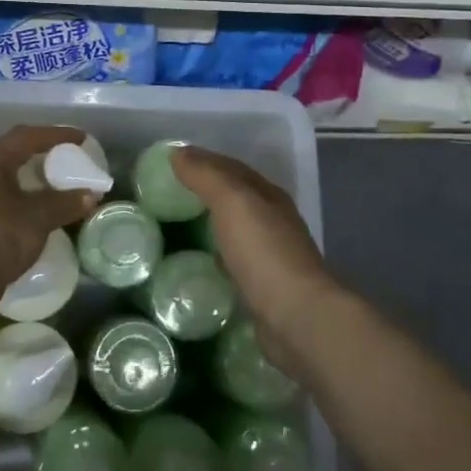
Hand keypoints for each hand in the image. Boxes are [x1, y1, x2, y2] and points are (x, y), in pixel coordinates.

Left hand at [0, 125, 98, 290]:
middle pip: (12, 153)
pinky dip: (19, 196)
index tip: (80, 139)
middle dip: (40, 152)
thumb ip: (66, 202)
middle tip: (65, 157)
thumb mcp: (39, 217)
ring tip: (52, 184)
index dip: (56, 134)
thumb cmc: (0, 236)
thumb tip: (91, 195)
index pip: (26, 137)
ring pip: (3, 177)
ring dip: (28, 177)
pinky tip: (32, 210)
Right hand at [170, 146, 337, 354]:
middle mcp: (275, 221)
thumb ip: (206, 176)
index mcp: (269, 196)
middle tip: (172, 190)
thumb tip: (178, 153)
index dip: (205, 160)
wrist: (298, 317)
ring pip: (238, 228)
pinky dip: (220, 253)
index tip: (174, 160)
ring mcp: (273, 255)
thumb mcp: (233, 203)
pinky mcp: (266, 287)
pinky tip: (205, 261)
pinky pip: (237, 260)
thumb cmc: (264, 253)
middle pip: (238, 196)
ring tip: (182, 222)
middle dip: (209, 189)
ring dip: (215, 221)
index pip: (233, 168)